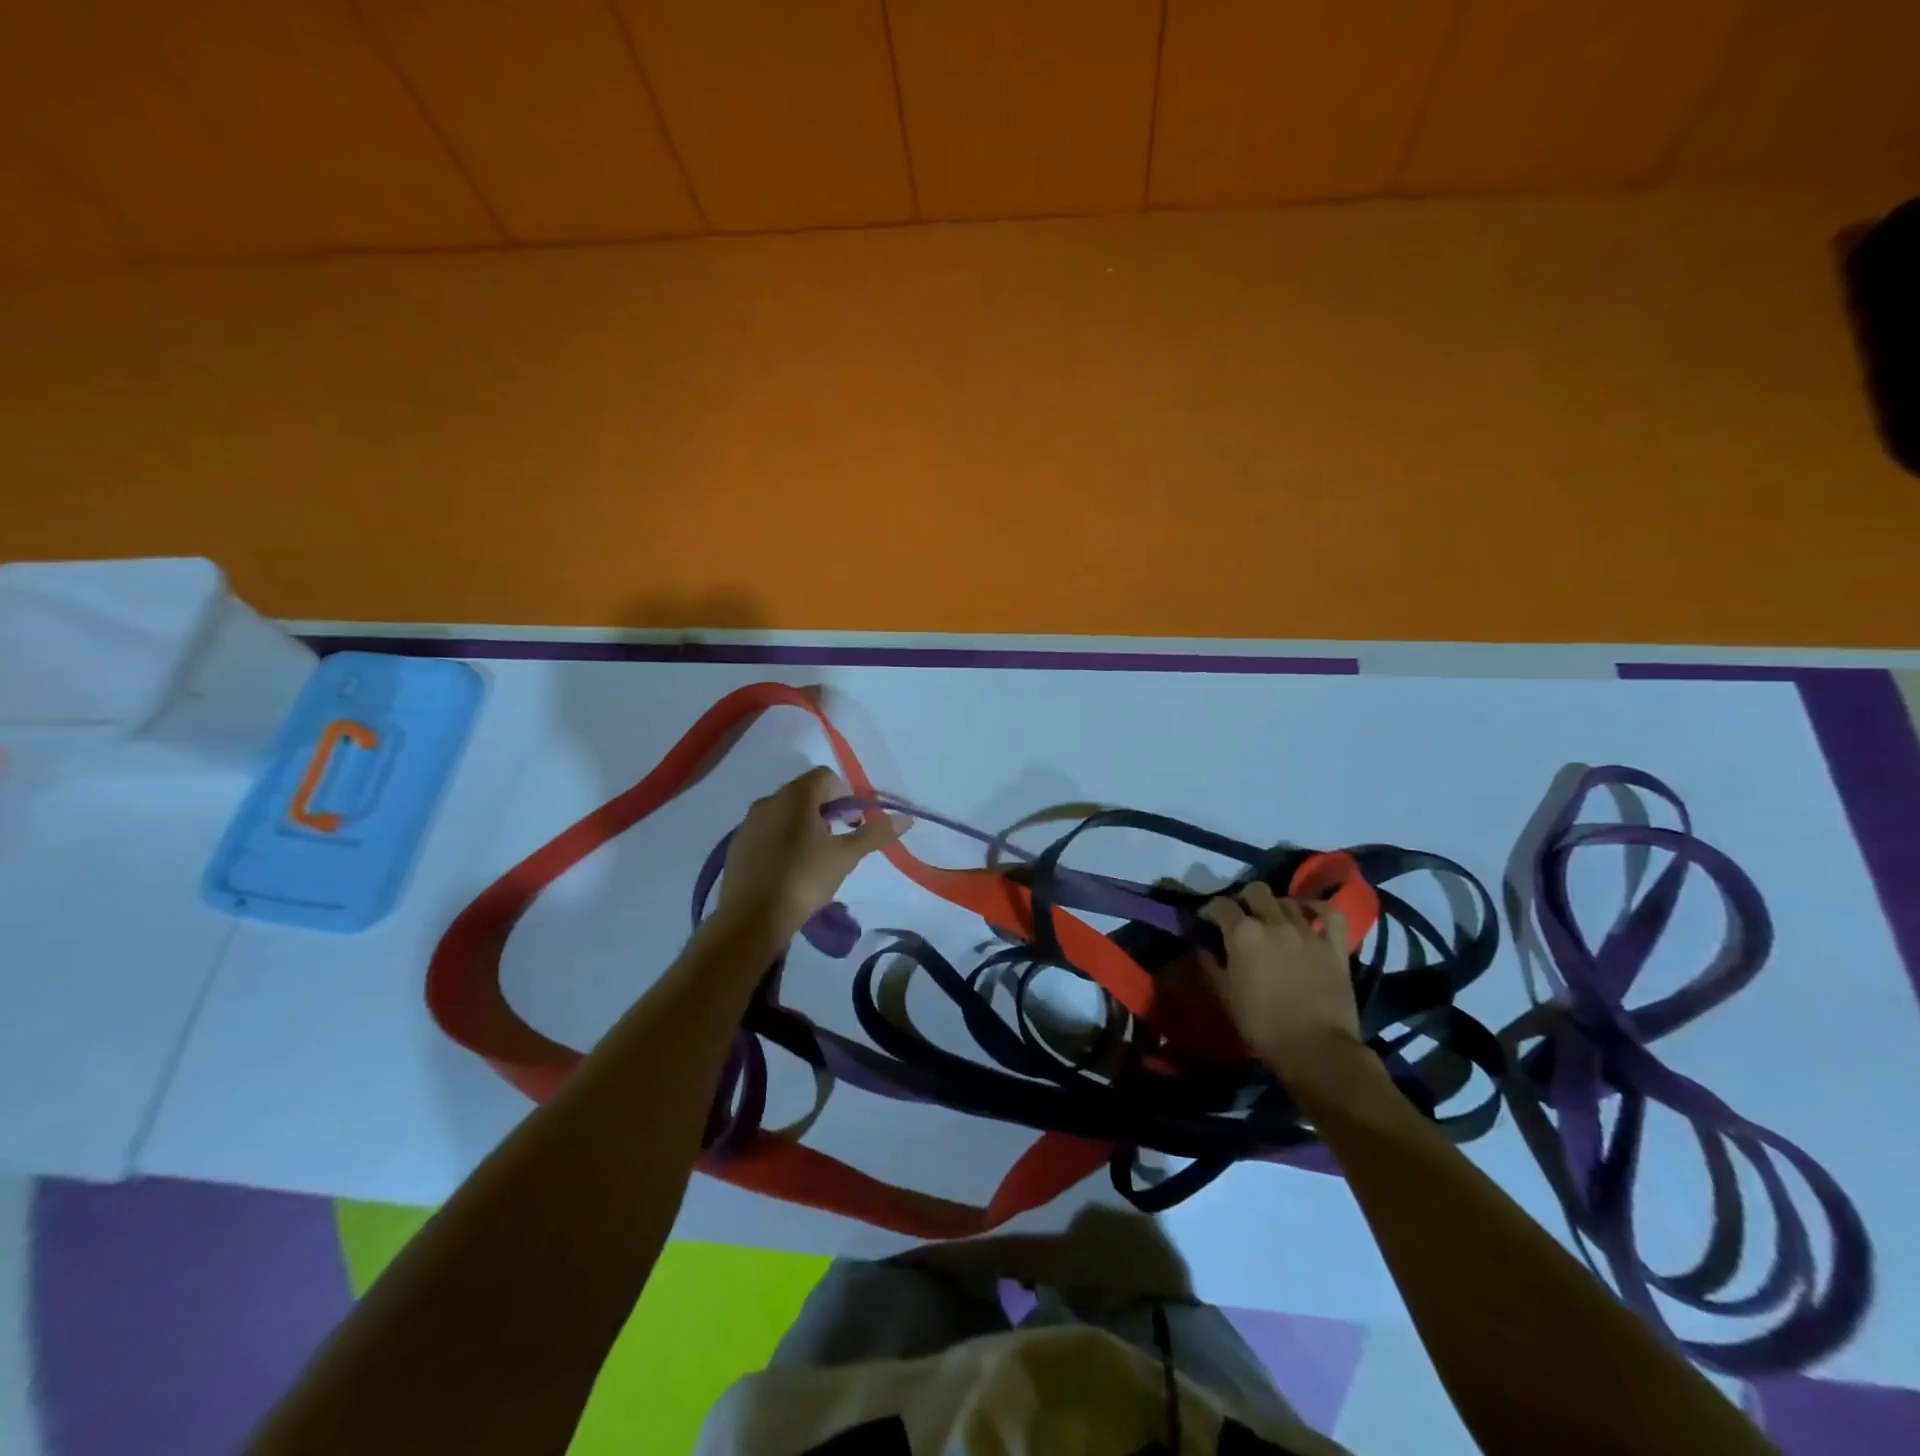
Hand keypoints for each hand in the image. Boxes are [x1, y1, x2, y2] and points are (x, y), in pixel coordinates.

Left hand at [714, 767, 902, 943]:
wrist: (751, 918)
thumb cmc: (804, 880)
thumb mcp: (845, 857)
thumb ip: (875, 834)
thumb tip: (906, 819)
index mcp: (795, 796)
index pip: (826, 777)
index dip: (846, 795)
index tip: (854, 823)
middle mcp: (769, 800)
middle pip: (805, 792)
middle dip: (827, 810)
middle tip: (840, 841)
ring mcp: (749, 822)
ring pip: (785, 812)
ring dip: (805, 825)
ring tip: (816, 857)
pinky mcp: (738, 845)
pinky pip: (767, 831)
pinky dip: (783, 839)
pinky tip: (790, 869)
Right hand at [1198, 881, 1358, 1067]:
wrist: (1316, 1048)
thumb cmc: (1262, 1024)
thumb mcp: (1224, 995)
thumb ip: (1210, 964)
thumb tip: (1202, 946)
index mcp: (1242, 933)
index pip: (1220, 905)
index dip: (1210, 909)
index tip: (1206, 920)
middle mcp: (1273, 922)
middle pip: (1255, 891)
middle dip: (1243, 899)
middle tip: (1239, 916)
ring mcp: (1307, 931)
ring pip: (1287, 900)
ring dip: (1274, 906)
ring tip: (1271, 920)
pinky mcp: (1334, 945)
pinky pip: (1329, 913)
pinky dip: (1317, 908)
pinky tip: (1308, 913)